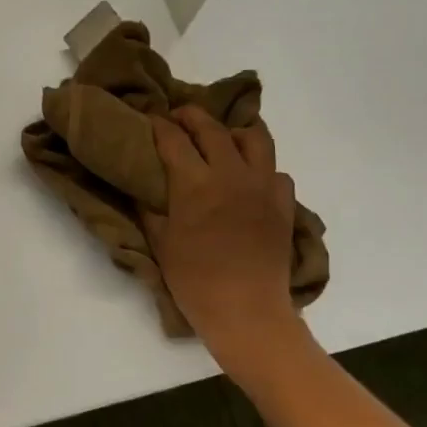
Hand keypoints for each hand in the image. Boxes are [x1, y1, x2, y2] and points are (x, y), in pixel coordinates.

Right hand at [144, 105, 300, 354]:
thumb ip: (150, 208)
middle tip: (179, 117)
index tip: (150, 119)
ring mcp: (263, 186)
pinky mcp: (283, 203)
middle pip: (212, 128)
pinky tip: (249, 181)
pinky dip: (261, 168)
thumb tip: (142, 186)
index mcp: (195, 183)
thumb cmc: (193, 279)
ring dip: (233, 132)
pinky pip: (276, 171)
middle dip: (192, 116)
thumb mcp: (160, 242)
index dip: (159, 125)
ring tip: (222, 140)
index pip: (173, 139)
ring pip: (254, 138)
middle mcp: (231, 174)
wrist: (245, 309)